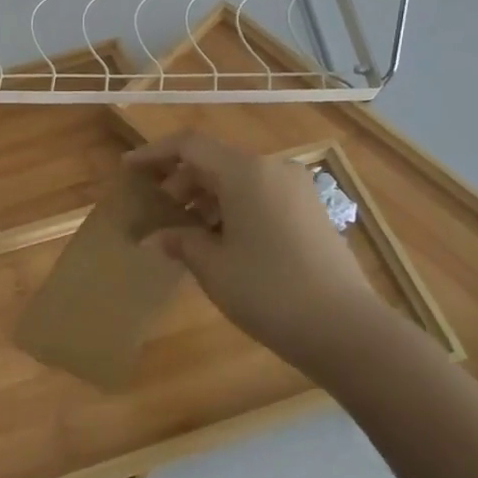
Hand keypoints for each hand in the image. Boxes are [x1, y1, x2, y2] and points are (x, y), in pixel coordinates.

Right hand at [125, 131, 381, 377]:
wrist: (349, 332)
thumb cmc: (270, 292)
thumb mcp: (213, 267)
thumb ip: (180, 241)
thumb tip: (157, 236)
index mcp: (246, 172)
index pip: (189, 145)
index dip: (153, 153)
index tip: (128, 169)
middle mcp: (273, 169)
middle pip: (213, 160)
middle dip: (179, 181)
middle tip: (156, 210)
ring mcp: (296, 190)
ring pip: (238, 179)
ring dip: (205, 196)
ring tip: (185, 230)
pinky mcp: (311, 211)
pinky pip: (259, 194)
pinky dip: (232, 207)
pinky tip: (220, 240)